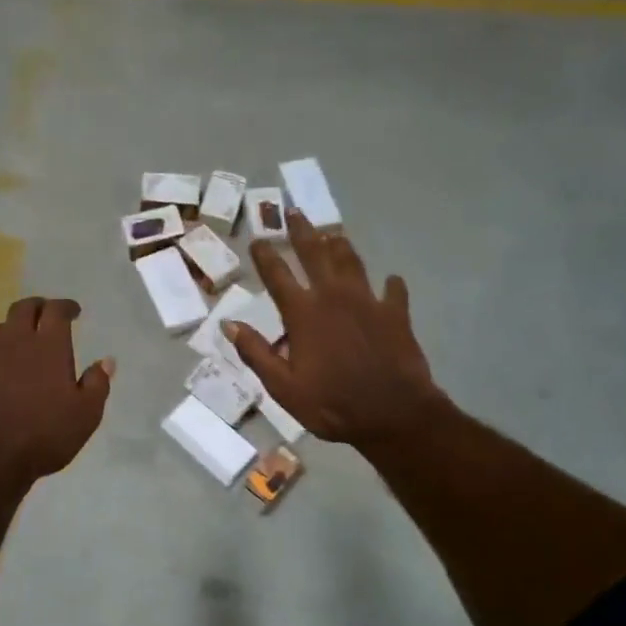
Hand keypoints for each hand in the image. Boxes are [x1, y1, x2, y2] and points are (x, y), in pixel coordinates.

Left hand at [0, 296, 113, 483]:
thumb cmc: (45, 434)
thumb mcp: (86, 414)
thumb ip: (97, 384)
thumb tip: (106, 361)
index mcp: (48, 347)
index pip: (55, 311)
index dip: (65, 306)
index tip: (74, 311)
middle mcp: (15, 344)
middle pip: (22, 309)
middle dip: (37, 306)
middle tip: (46, 314)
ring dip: (13, 330)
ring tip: (22, 341)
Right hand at [227, 211, 442, 450]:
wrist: (393, 414)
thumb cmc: (331, 404)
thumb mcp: (283, 387)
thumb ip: (256, 353)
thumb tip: (229, 325)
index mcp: (303, 314)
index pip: (277, 275)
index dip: (265, 255)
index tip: (257, 238)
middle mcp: (334, 297)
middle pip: (315, 254)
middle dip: (302, 231)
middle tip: (294, 212)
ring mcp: (368, 301)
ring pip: (352, 262)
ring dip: (340, 245)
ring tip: (333, 233)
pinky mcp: (396, 313)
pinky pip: (393, 290)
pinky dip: (389, 284)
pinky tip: (390, 280)